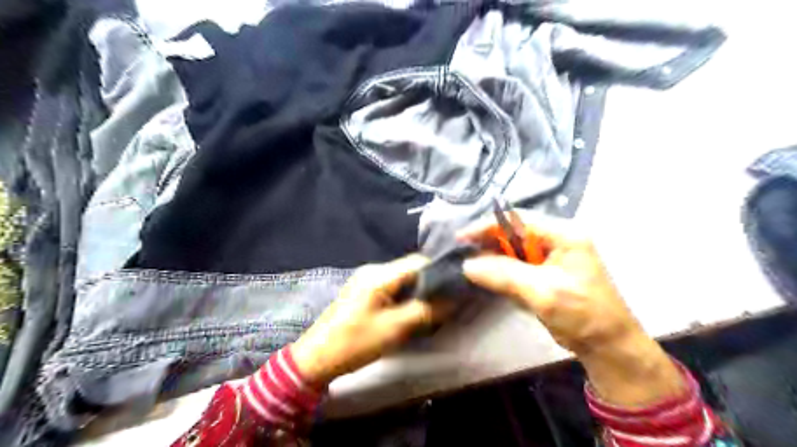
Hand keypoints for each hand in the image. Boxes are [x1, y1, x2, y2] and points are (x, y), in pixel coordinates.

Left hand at [291, 256, 453, 386]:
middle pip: (410, 269)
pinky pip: (390, 287)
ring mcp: (365, 279)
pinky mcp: (362, 291)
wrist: (317, 358)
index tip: (455, 288)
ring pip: (401, 279)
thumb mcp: (395, 328)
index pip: (418, 262)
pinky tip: (409, 311)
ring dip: (416, 292)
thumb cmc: (356, 342)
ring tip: (429, 309)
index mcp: (379, 274)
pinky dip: (403, 296)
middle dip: (428, 284)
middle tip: (444, 303)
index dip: (438, 273)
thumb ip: (426, 311)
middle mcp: (372, 270)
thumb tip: (453, 299)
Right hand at [462, 215, 684, 405]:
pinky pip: (517, 266)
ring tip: (473, 269)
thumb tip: (467, 265)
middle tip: (464, 256)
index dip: (487, 226)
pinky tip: (491, 280)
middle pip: (513, 233)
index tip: (461, 238)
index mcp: (563, 234)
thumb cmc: (583, 314)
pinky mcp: (545, 273)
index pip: (517, 220)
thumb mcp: (542, 292)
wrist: (608, 347)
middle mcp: (556, 239)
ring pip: (513, 250)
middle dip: (488, 243)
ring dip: (494, 259)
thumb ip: (504, 275)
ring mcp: (551, 256)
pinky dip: (503, 272)